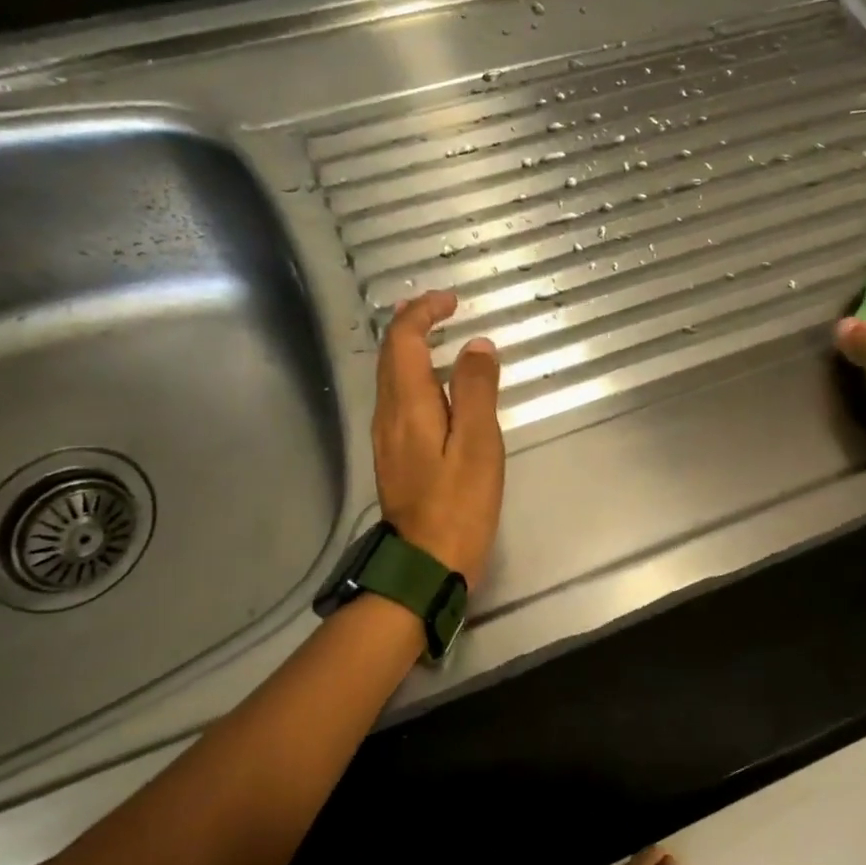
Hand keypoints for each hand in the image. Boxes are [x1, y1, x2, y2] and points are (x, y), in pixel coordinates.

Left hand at [372, 290, 504, 584]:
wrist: (424, 564)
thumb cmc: (457, 505)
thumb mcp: (478, 445)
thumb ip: (477, 391)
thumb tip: (478, 346)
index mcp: (408, 405)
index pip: (403, 340)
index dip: (423, 312)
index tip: (452, 301)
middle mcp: (388, 414)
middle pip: (390, 354)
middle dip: (412, 323)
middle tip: (441, 307)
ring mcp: (387, 436)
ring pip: (391, 376)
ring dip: (411, 347)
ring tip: (438, 335)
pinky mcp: (395, 455)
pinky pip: (399, 398)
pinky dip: (415, 375)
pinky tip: (436, 385)